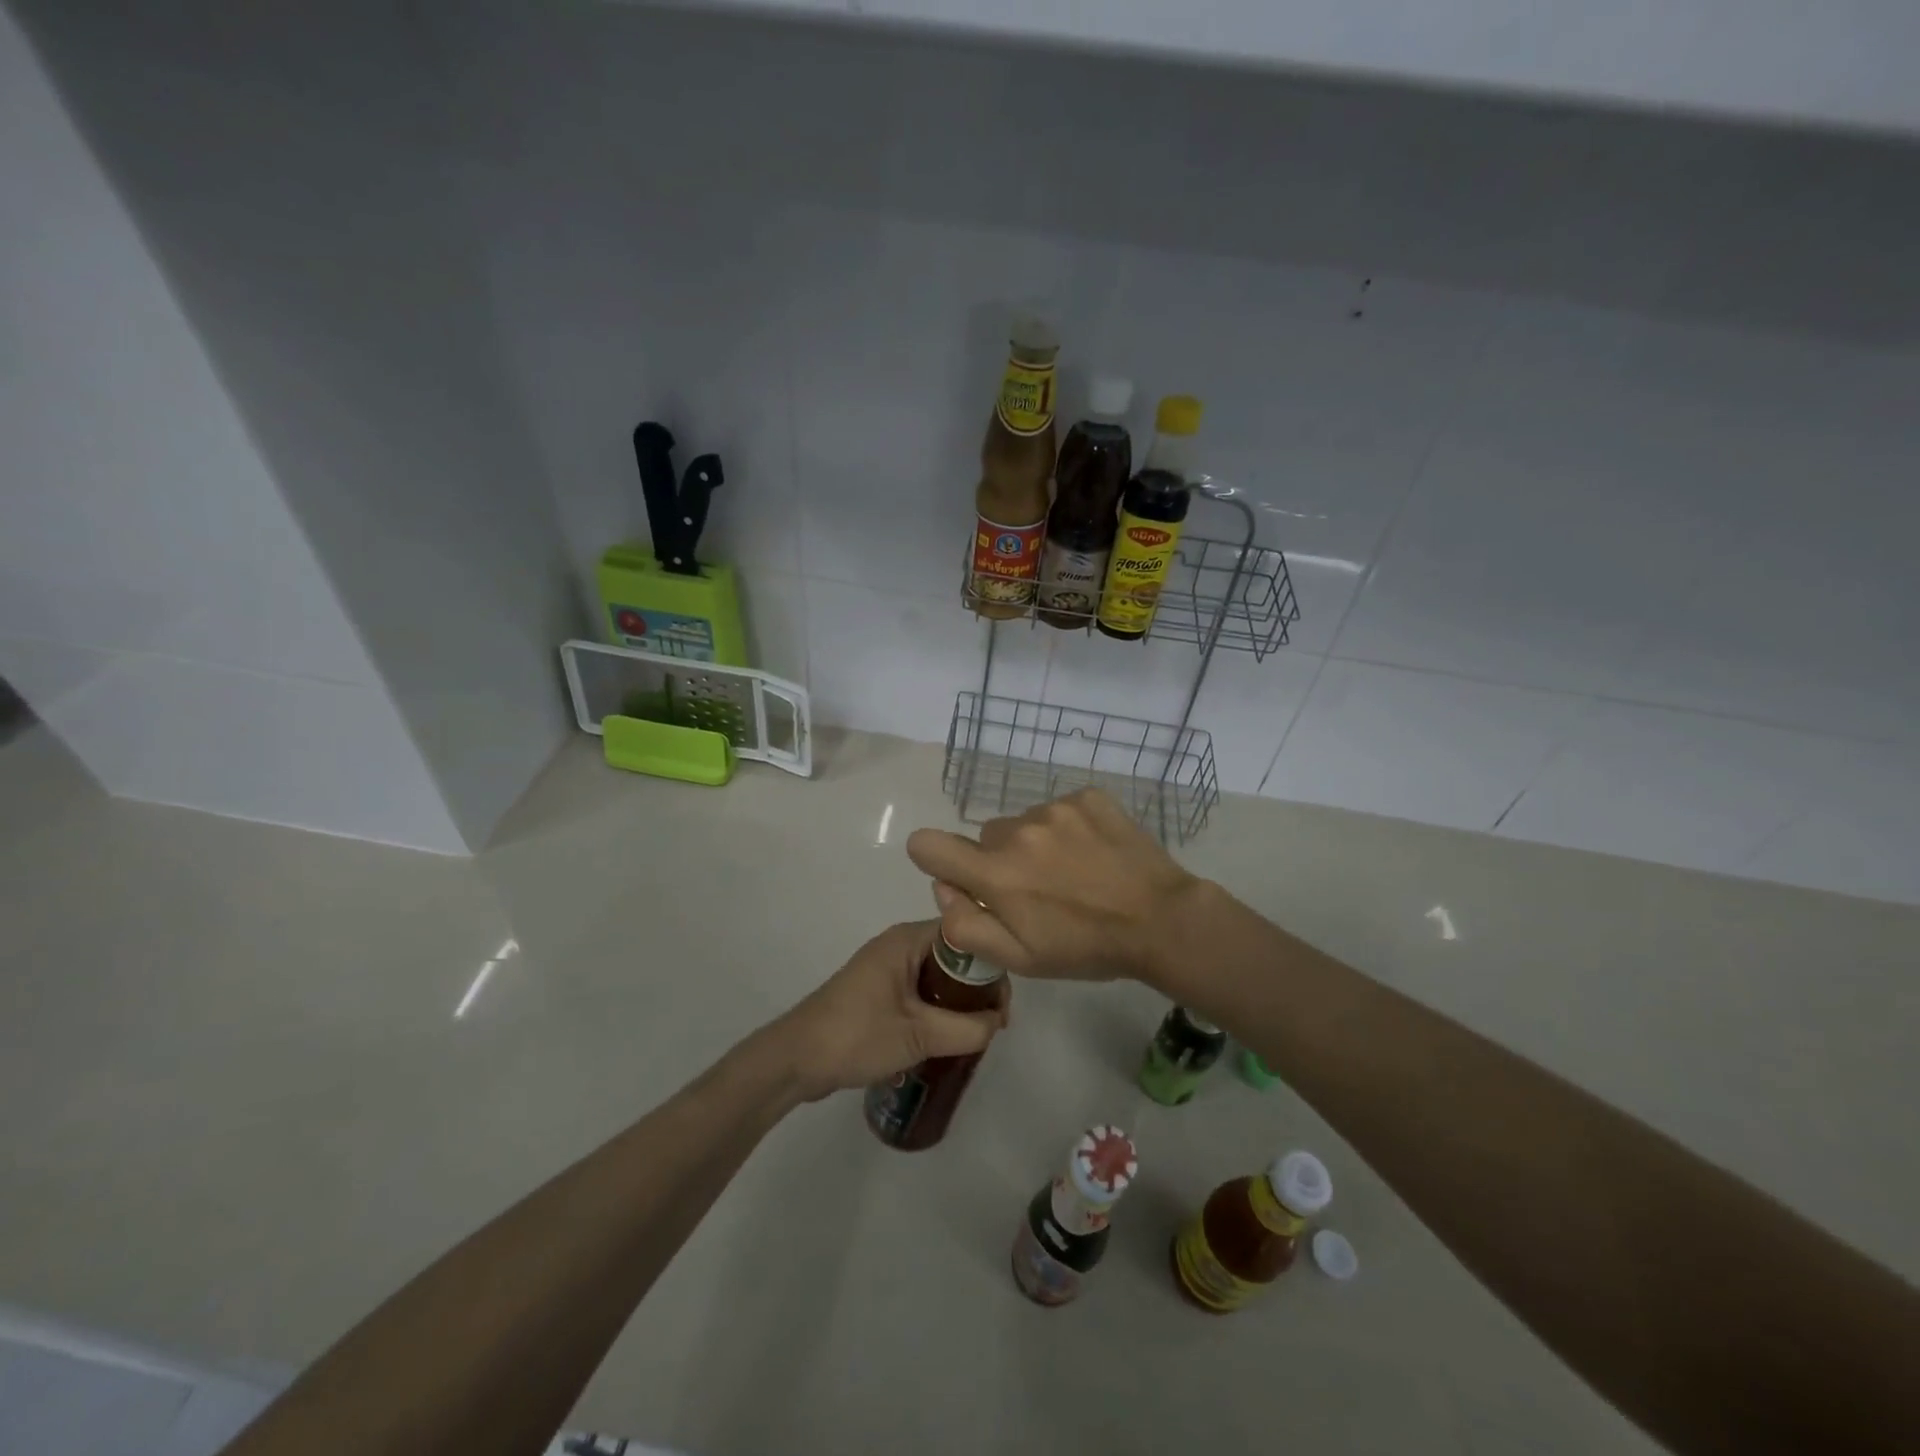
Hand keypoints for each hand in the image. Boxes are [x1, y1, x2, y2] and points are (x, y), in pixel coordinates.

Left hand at [766, 921, 1007, 1100]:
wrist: (796, 1059)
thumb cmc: (857, 1035)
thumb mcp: (919, 1035)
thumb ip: (967, 1029)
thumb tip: (997, 1023)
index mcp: (906, 939)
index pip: (965, 934)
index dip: (991, 963)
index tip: (1003, 1003)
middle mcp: (898, 944)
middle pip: (954, 955)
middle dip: (978, 987)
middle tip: (993, 1024)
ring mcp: (887, 967)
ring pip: (938, 975)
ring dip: (959, 1001)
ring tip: (976, 1033)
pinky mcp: (879, 990)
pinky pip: (922, 990)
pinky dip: (939, 1008)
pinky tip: (948, 1036)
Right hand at [905, 789, 1204, 983]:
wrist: (1161, 920)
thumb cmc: (1086, 948)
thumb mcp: (1020, 959)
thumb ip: (967, 925)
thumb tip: (943, 888)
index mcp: (997, 874)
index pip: (928, 844)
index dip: (933, 857)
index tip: (959, 875)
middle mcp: (1019, 831)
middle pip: (985, 837)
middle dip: (1000, 861)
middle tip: (1038, 890)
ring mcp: (1056, 808)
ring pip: (1023, 822)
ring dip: (1036, 844)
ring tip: (1073, 872)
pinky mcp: (1087, 796)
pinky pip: (1058, 808)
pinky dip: (1068, 828)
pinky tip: (1093, 853)